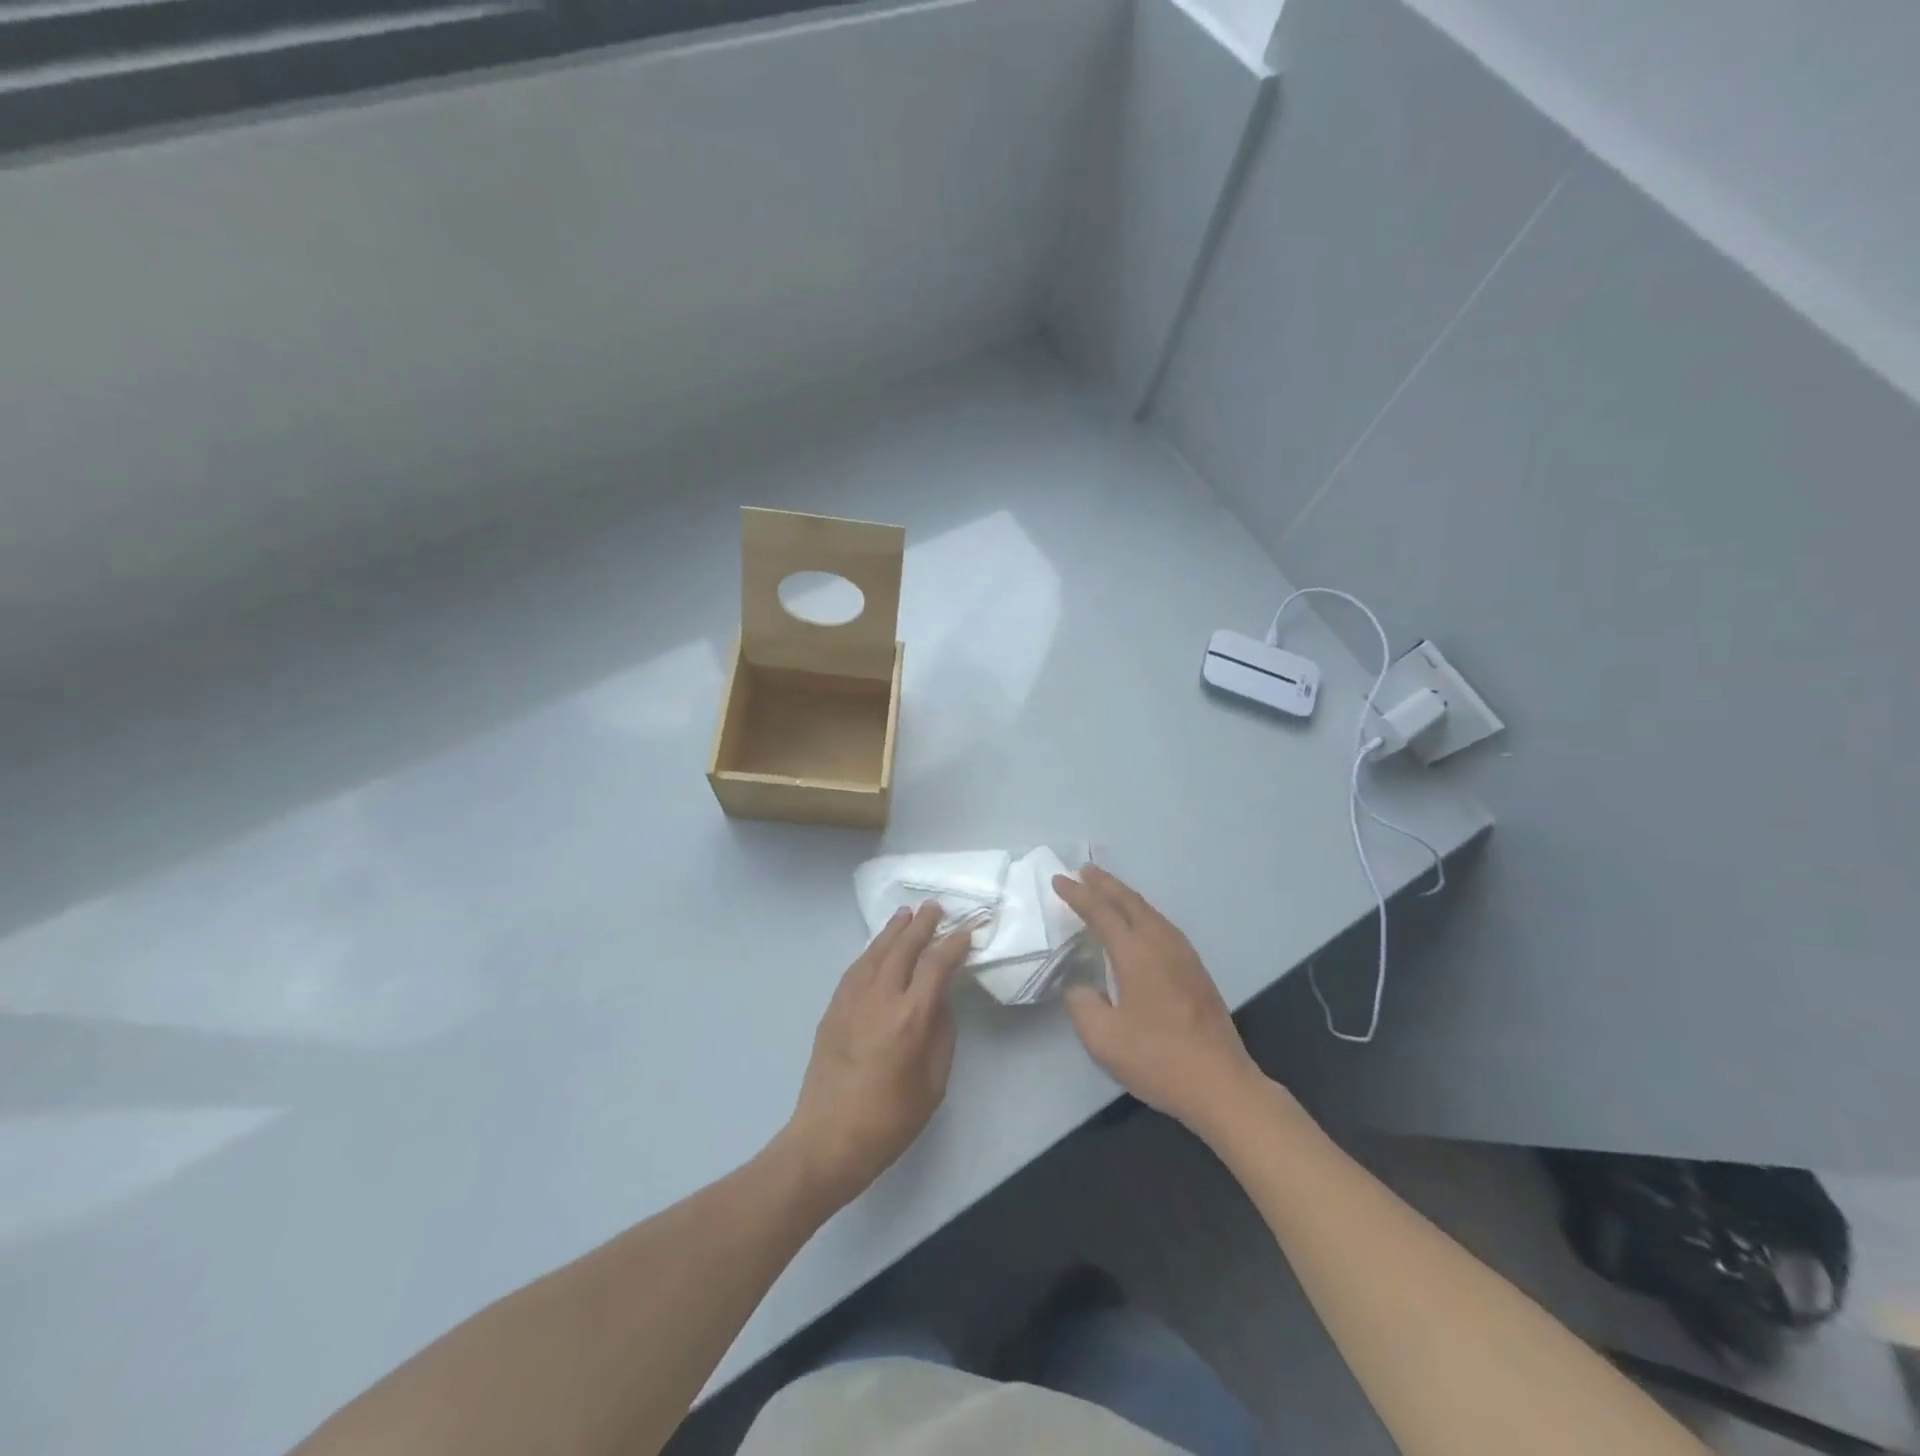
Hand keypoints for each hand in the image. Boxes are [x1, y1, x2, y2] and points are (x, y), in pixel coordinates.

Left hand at [782, 902, 970, 1209]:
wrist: (828, 1139)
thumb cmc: (890, 1119)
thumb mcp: (933, 1083)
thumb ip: (941, 1034)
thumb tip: (939, 1002)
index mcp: (911, 1018)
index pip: (936, 965)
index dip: (953, 943)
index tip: (966, 931)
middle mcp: (881, 998)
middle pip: (904, 948)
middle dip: (922, 924)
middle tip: (934, 907)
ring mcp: (852, 1000)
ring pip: (876, 952)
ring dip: (893, 931)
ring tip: (906, 914)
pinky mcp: (833, 1008)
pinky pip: (856, 968)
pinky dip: (871, 951)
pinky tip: (878, 947)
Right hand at [1052, 865, 1265, 1135]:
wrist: (1220, 1083)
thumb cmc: (1157, 1059)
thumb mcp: (1103, 1039)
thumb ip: (1082, 1005)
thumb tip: (1080, 987)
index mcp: (1136, 954)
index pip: (1101, 912)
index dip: (1078, 895)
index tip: (1058, 880)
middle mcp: (1161, 944)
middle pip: (1129, 902)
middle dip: (1104, 884)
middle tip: (1083, 870)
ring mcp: (1183, 955)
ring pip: (1149, 911)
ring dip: (1124, 896)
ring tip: (1106, 889)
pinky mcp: (1195, 969)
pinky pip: (1162, 924)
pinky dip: (1141, 912)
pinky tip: (1138, 923)